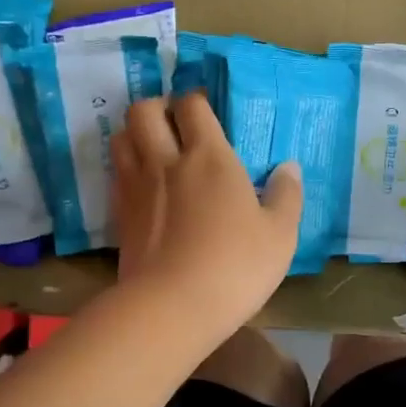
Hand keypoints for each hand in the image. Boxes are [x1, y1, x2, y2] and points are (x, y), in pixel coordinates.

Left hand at [110, 93, 302, 336]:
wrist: (172, 307)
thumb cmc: (235, 266)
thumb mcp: (279, 234)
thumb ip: (286, 195)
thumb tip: (288, 167)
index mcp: (210, 157)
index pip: (192, 105)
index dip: (197, 99)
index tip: (207, 108)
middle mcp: (166, 161)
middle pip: (144, 111)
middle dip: (158, 107)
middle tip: (176, 122)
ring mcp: (137, 187)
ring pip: (121, 137)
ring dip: (136, 133)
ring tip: (154, 147)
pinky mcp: (120, 215)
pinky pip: (116, 173)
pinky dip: (126, 167)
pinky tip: (144, 184)